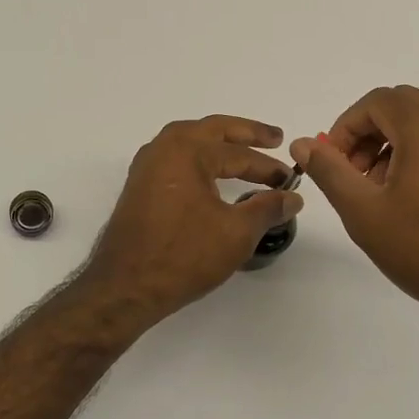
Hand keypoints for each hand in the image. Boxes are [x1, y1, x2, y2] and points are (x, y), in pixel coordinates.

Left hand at [78, 115, 303, 326]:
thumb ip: (267, 209)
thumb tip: (293, 197)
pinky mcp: (140, 186)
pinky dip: (199, 157)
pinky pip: (176, 158)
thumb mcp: (236, 233)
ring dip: (220, 142)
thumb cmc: (183, 256)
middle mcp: (164, 149)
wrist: (125, 287)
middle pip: (213, 131)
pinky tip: (209, 172)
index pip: (239, 154)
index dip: (269, 167)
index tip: (291, 179)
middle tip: (275, 138)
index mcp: (188, 151)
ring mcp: (147, 166)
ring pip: (191, 140)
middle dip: (246, 133)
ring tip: (244, 149)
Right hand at [291, 86, 418, 329]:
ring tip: (381, 191)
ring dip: (395, 144)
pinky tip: (415, 199)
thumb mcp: (364, 211)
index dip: (346, 127)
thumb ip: (330, 171)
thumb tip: (303, 143)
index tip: (334, 162)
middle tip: (354, 174)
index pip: (376, 102)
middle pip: (403, 107)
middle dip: (370, 134)